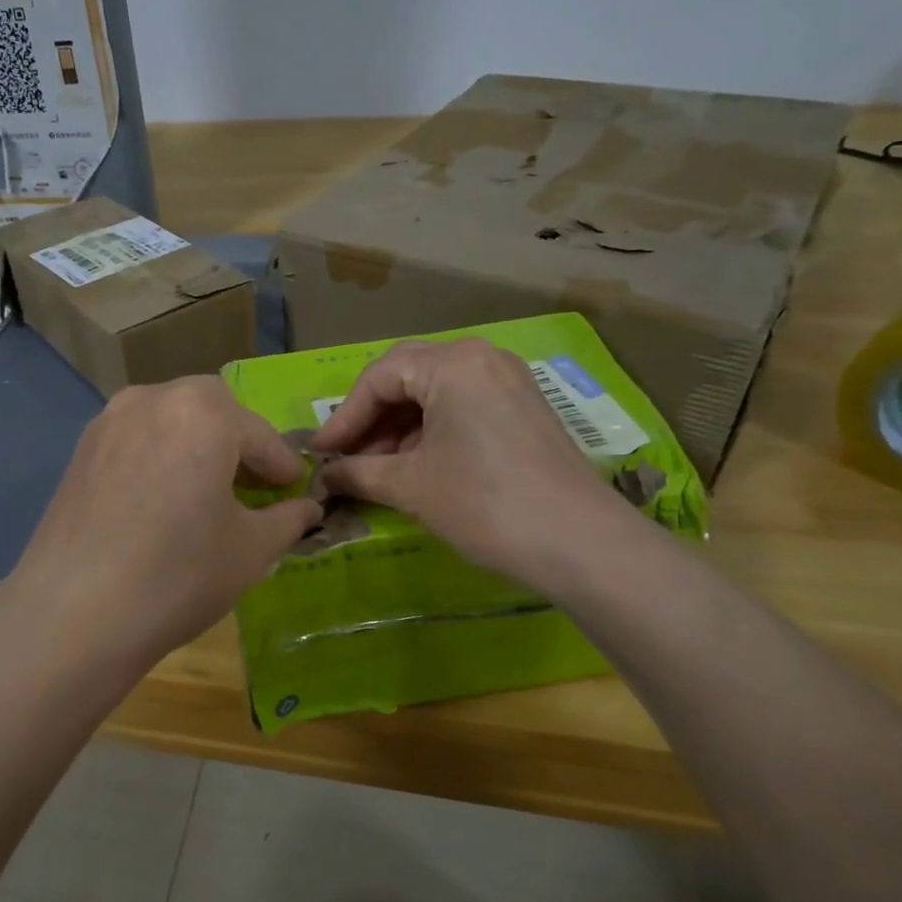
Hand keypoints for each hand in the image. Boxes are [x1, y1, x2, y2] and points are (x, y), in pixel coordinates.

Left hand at [0, 376, 322, 688]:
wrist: (74, 614)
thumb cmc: (179, 575)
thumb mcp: (250, 550)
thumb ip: (287, 519)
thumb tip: (308, 509)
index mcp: (203, 413)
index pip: (259, 435)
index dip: (282, 466)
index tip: (294, 490)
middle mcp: (153, 399)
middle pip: (212, 409)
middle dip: (238, 441)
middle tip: (251, 485)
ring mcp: (110, 420)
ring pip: (170, 418)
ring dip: (197, 444)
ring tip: (206, 491)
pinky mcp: (81, 449)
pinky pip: (137, 437)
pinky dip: (160, 454)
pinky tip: (162, 499)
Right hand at [313, 338, 626, 588]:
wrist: (580, 544)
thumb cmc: (484, 504)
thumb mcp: (410, 485)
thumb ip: (358, 473)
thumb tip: (325, 476)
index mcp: (452, 363)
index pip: (378, 377)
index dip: (343, 417)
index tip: (320, 454)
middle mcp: (481, 357)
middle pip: (407, 377)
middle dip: (371, 420)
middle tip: (346, 459)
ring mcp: (508, 380)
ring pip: (435, 393)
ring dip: (399, 429)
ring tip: (377, 469)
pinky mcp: (524, 407)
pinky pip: (463, 406)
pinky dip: (431, 432)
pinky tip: (416, 465)